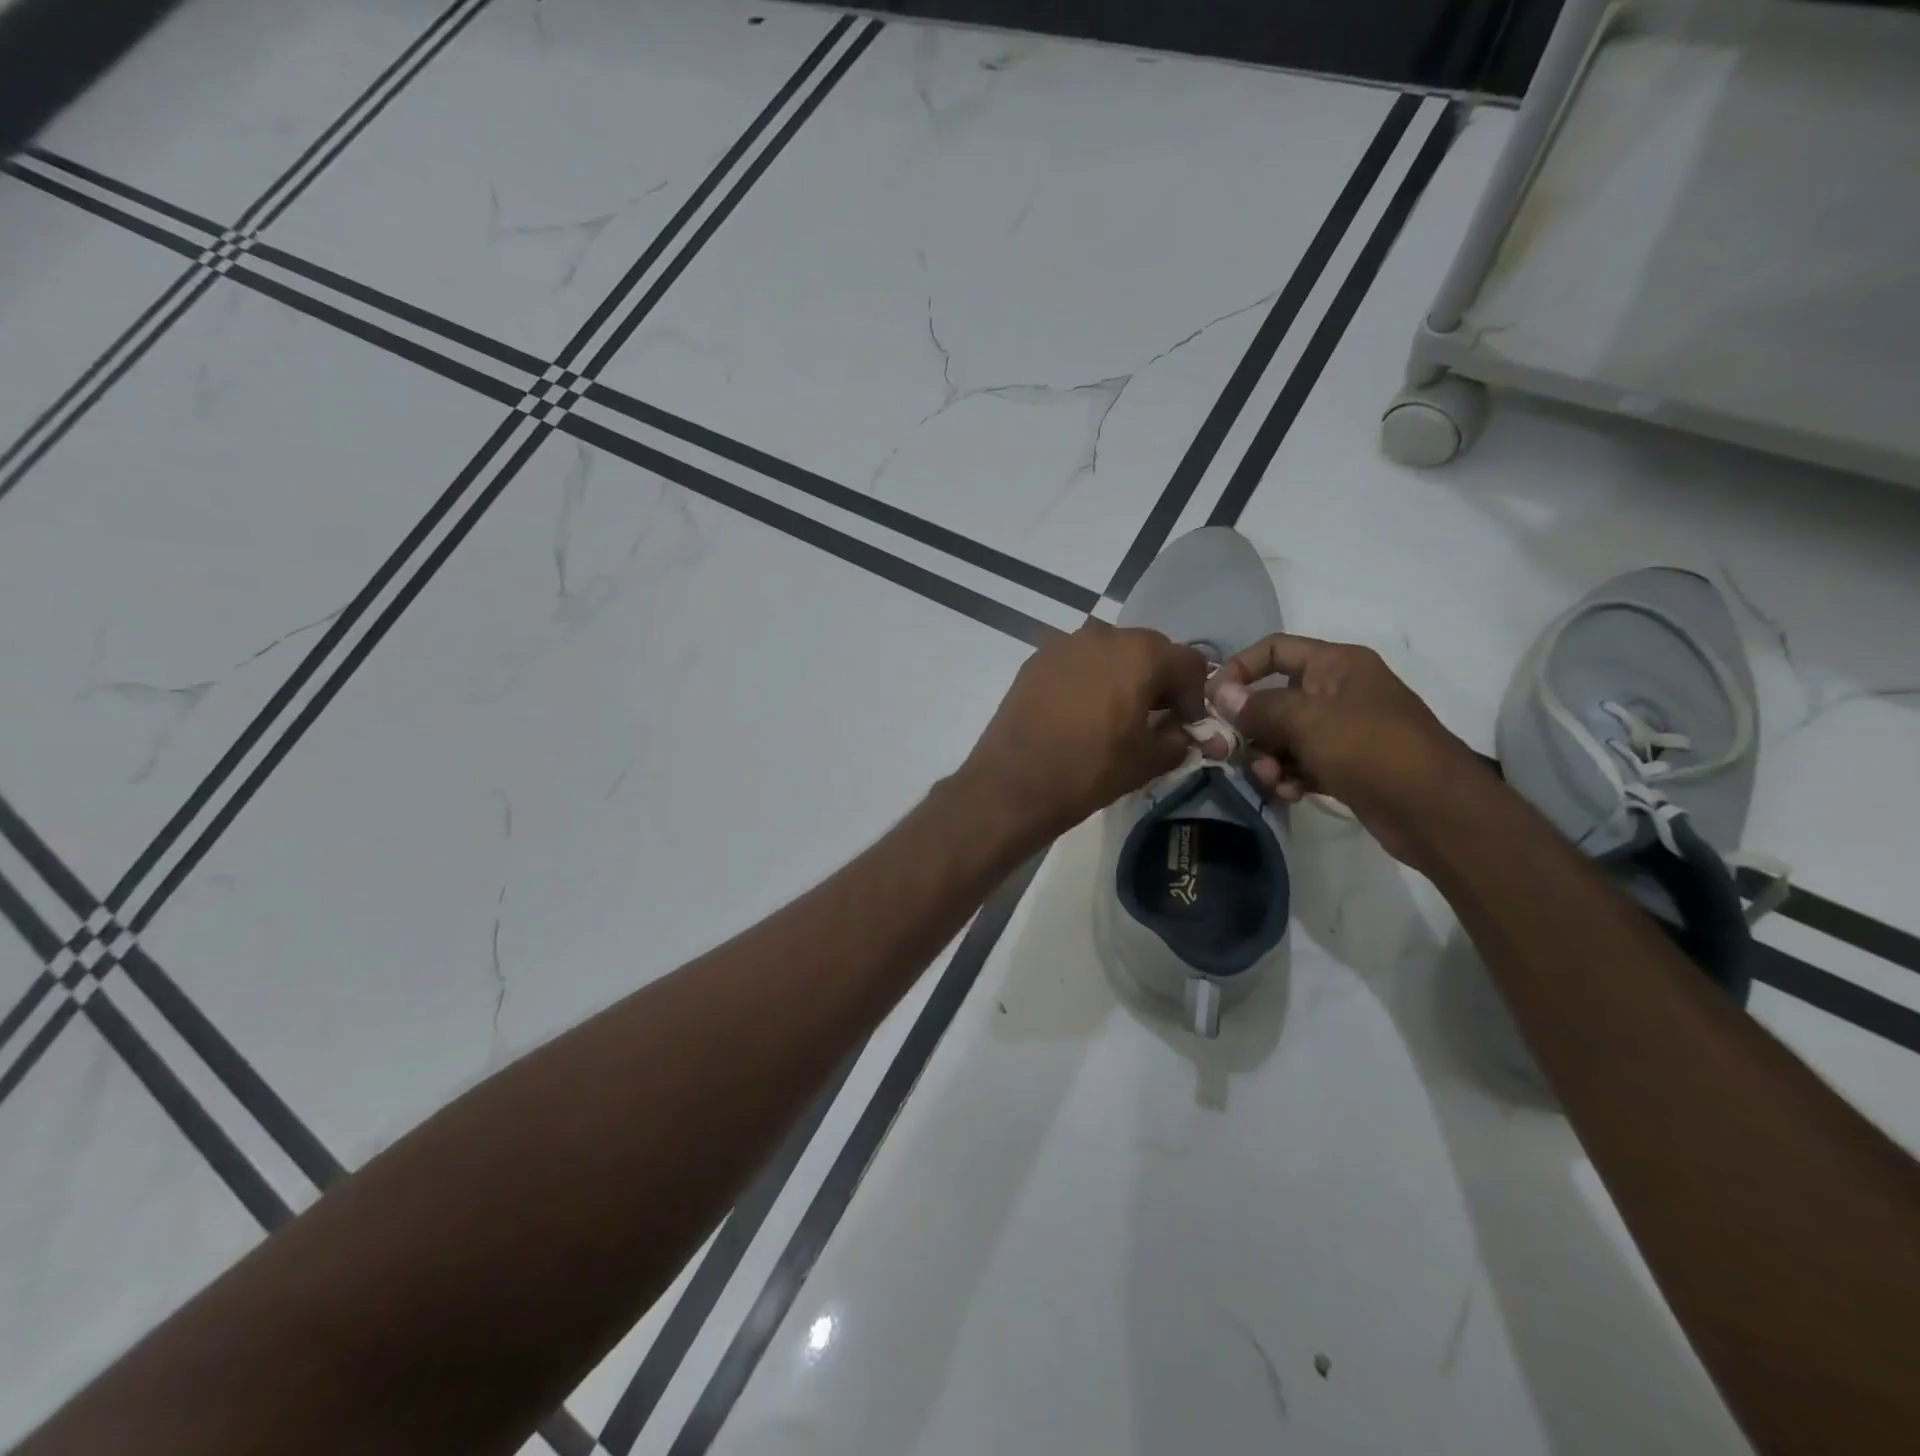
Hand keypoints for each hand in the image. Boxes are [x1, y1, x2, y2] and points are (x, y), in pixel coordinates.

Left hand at [960, 621, 1214, 843]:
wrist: (1014, 781)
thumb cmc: (1090, 769)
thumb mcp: (1148, 761)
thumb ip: (1178, 739)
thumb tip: (1182, 733)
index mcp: (1140, 653)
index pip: (1188, 663)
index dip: (1195, 696)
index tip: (1186, 726)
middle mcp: (1103, 635)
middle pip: (1148, 650)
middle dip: (1159, 681)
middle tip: (1154, 718)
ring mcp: (1064, 644)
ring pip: (1110, 653)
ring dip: (1122, 676)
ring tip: (1115, 714)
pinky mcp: (1036, 660)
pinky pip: (1077, 662)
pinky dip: (1088, 679)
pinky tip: (1080, 712)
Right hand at [1208, 634, 1490, 868]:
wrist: (1435, 811)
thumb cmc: (1371, 749)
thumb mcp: (1307, 721)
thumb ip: (1259, 707)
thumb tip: (1220, 694)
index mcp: (1336, 664)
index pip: (1274, 649)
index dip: (1240, 669)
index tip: (1212, 701)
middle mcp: (1338, 691)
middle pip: (1273, 698)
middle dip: (1251, 728)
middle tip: (1232, 753)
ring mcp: (1343, 730)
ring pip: (1283, 736)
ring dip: (1268, 759)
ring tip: (1272, 780)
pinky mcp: (1345, 765)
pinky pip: (1301, 763)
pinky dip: (1290, 777)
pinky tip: (1292, 793)